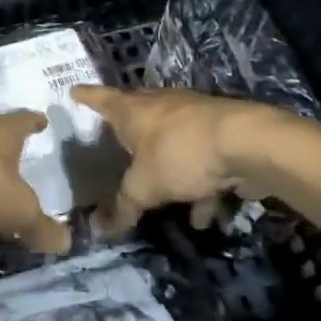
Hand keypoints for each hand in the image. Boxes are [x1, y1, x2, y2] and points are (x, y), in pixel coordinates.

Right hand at [71, 87, 281, 231]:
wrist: (247, 144)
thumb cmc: (181, 154)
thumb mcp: (145, 186)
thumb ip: (124, 206)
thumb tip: (100, 230)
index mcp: (133, 110)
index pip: (101, 98)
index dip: (86, 97)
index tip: (73, 90)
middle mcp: (161, 106)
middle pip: (137, 114)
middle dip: (127, 130)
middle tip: (112, 140)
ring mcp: (193, 118)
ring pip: (171, 142)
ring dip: (167, 169)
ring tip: (161, 198)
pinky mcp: (220, 135)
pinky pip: (201, 162)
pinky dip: (199, 187)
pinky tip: (202, 217)